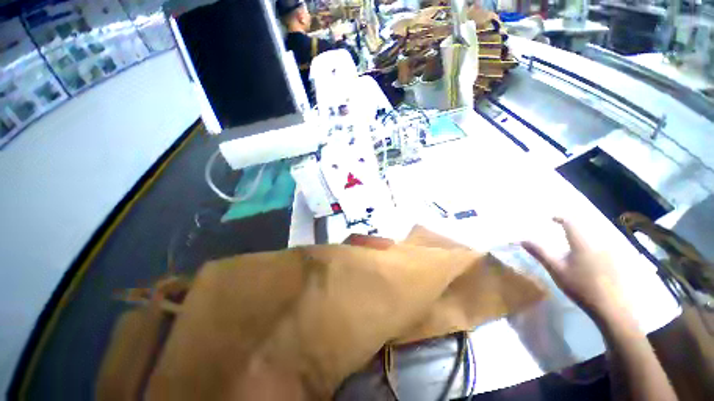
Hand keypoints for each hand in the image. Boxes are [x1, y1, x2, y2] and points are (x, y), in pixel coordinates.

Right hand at [522, 218, 629, 321]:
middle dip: (573, 228)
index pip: (570, 222)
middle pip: (584, 228)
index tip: (551, 218)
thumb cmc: (581, 287)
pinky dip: (594, 248)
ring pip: (595, 238)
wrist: (613, 308)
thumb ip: (540, 252)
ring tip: (575, 247)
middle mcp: (599, 242)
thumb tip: (522, 239)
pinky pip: (604, 247)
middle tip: (562, 233)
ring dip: (583, 238)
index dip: (560, 218)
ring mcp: (612, 251)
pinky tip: (591, 260)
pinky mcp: (619, 261)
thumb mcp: (556, 270)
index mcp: (582, 242)